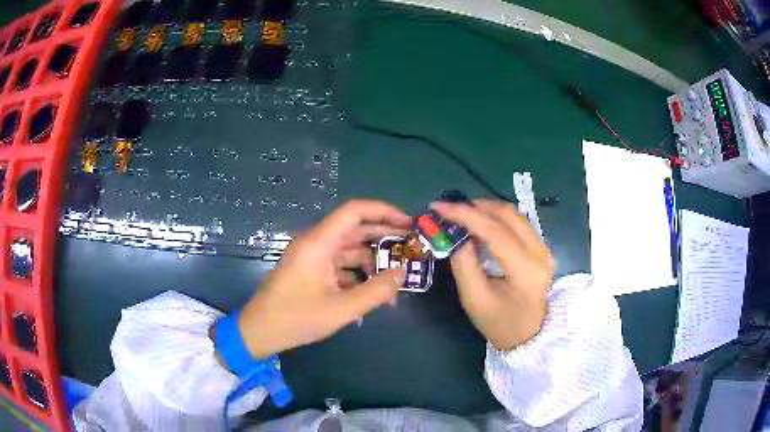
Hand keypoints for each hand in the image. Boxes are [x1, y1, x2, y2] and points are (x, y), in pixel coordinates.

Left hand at [236, 200, 410, 358]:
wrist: (260, 331)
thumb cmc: (296, 318)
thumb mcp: (341, 308)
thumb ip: (376, 291)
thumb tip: (403, 273)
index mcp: (319, 242)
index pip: (354, 211)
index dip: (383, 211)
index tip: (408, 223)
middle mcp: (316, 244)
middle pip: (355, 229)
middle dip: (384, 236)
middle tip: (411, 246)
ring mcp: (314, 258)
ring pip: (350, 250)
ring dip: (373, 262)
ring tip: (397, 277)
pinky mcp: (313, 272)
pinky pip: (341, 267)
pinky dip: (359, 276)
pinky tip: (375, 293)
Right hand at [432, 199, 553, 350]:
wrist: (528, 336)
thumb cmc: (499, 323)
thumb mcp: (474, 299)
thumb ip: (464, 264)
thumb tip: (454, 234)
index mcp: (525, 270)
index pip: (495, 232)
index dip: (466, 215)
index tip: (439, 207)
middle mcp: (540, 253)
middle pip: (508, 215)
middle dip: (476, 207)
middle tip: (449, 210)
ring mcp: (544, 249)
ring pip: (514, 215)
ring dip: (486, 210)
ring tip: (462, 215)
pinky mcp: (541, 248)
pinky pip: (518, 223)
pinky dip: (497, 218)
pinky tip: (481, 224)